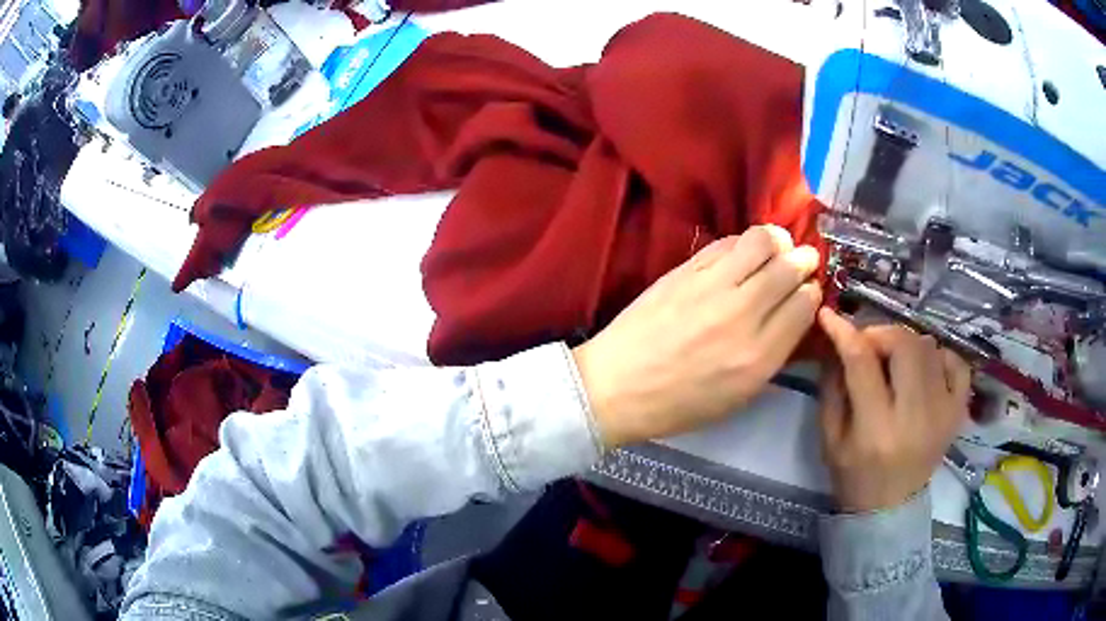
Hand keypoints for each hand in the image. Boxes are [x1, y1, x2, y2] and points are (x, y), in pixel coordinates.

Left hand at [572, 225, 821, 447]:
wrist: (616, 387)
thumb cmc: (679, 404)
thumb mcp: (738, 396)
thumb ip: (772, 355)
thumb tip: (793, 315)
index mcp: (759, 356)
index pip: (804, 305)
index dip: (811, 293)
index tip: (807, 291)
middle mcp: (742, 315)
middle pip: (789, 268)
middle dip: (804, 259)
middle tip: (803, 259)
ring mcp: (711, 287)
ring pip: (762, 242)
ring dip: (778, 240)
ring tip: (777, 247)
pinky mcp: (685, 270)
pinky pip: (727, 242)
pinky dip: (743, 242)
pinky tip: (742, 253)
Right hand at [817, 308, 972, 512]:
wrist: (889, 509)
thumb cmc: (853, 476)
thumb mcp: (829, 438)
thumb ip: (832, 387)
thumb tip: (837, 340)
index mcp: (875, 430)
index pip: (862, 363)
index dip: (844, 332)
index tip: (830, 316)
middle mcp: (915, 418)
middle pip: (905, 345)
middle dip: (881, 333)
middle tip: (869, 344)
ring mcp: (943, 413)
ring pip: (930, 347)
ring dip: (907, 344)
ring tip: (895, 361)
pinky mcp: (958, 413)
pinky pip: (957, 363)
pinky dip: (940, 355)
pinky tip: (926, 369)